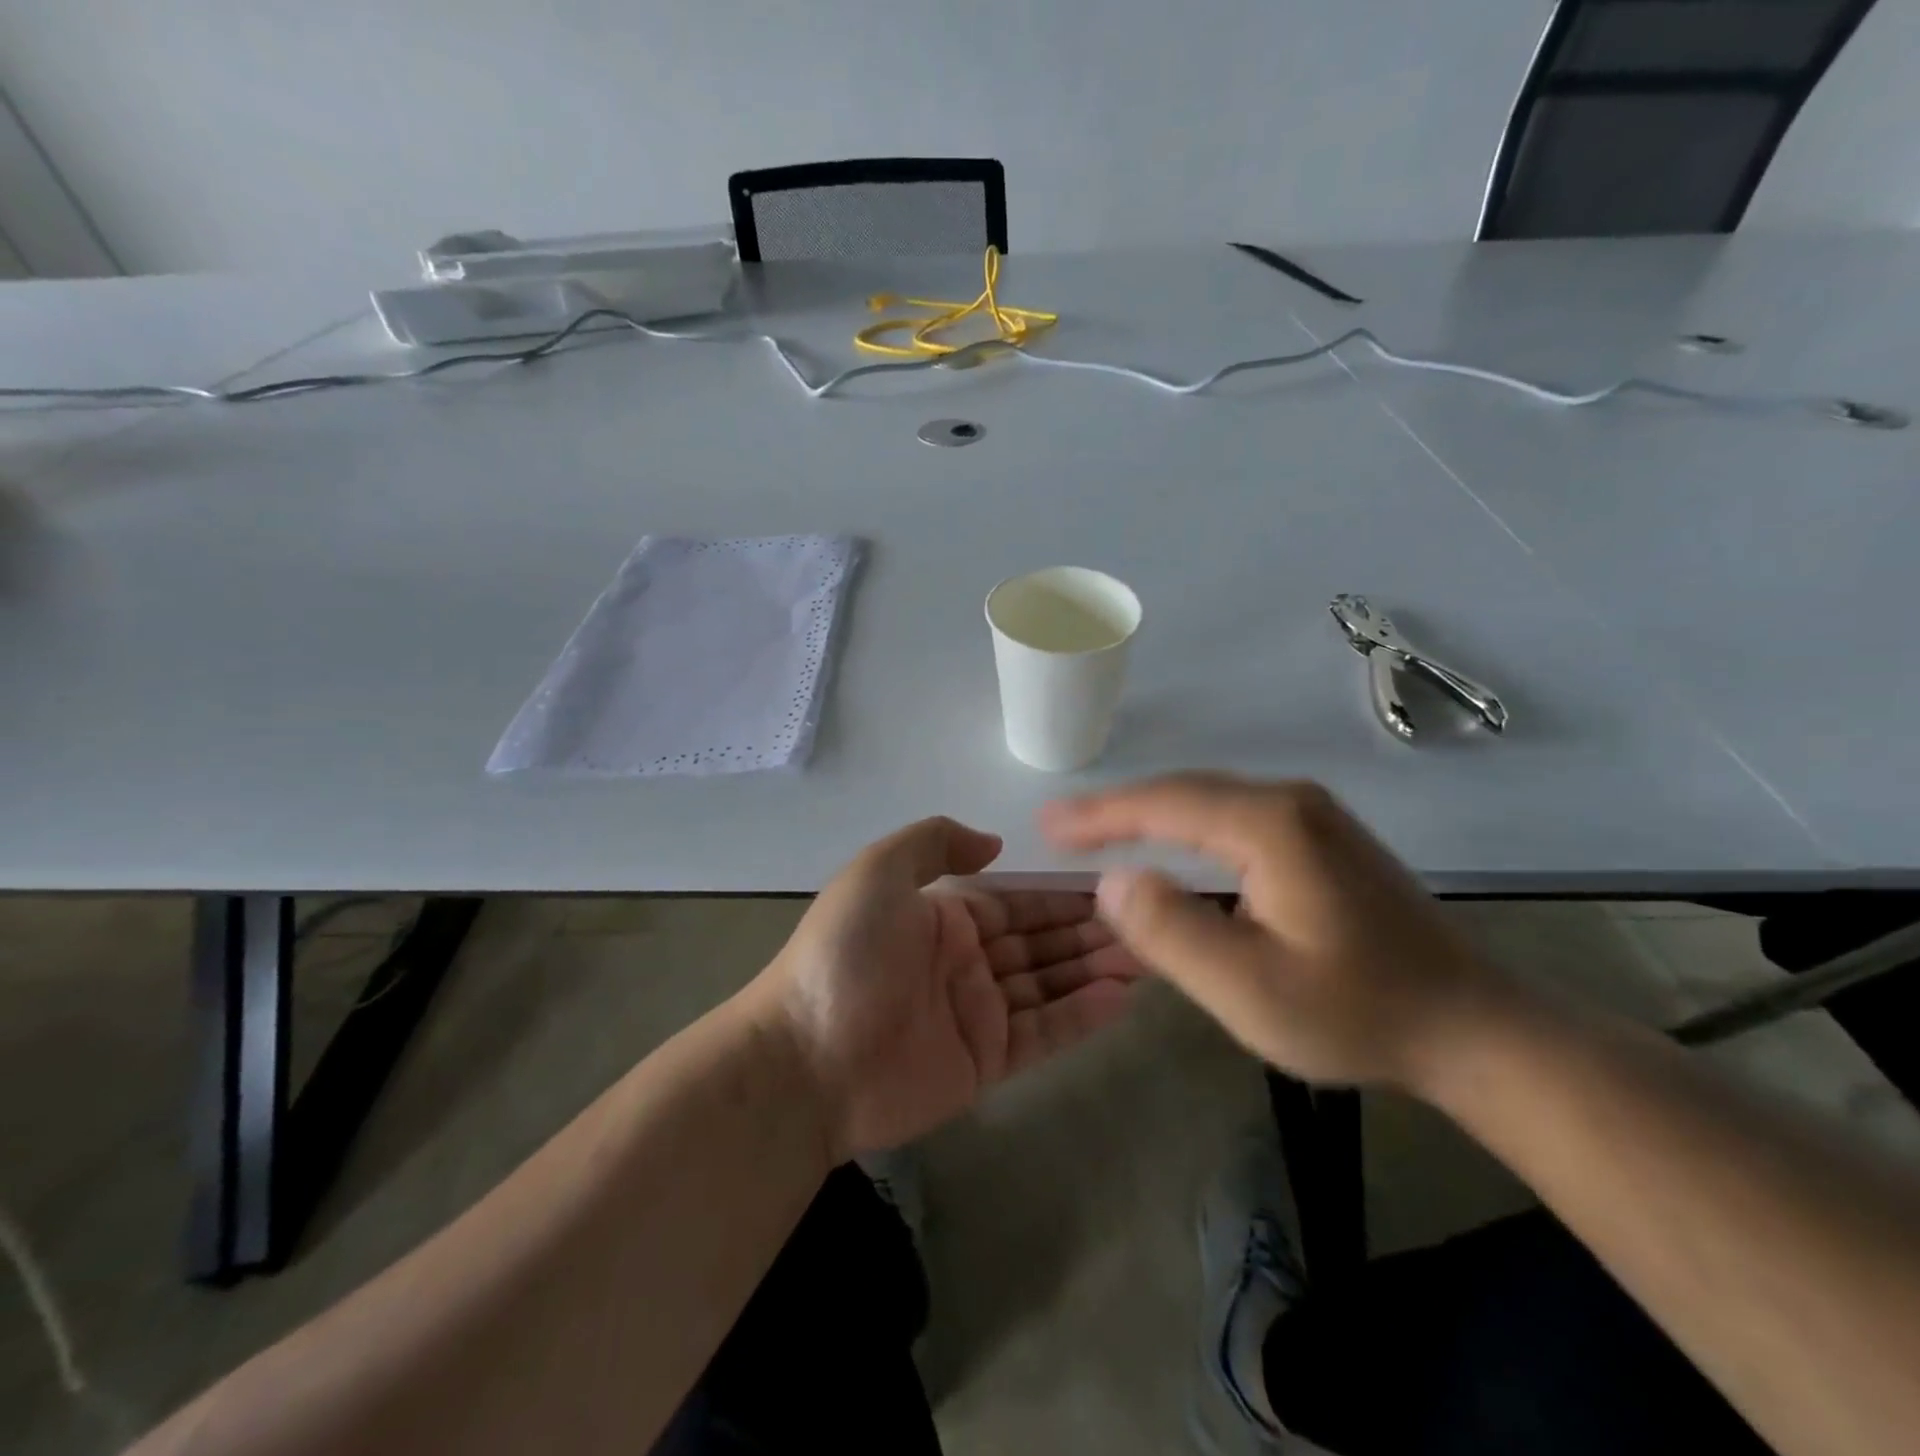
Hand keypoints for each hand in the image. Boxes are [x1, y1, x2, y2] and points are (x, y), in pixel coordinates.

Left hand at [748, 817, 1145, 1161]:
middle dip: (1091, 931)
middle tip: (1151, 922)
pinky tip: (1123, 997)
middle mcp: (966, 961)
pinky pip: (1044, 1032)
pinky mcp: (986, 1062)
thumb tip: (995, 845)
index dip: (1062, 894)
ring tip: (1150, 955)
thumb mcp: (877, 873)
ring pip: (1050, 984)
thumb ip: (934, 843)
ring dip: (1096, 969)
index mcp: (944, 917)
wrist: (805, 1059)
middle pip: (1041, 942)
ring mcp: (978, 1013)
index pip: (1017, 901)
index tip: (1115, 884)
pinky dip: (1083, 1015)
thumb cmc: (845, 956)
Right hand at [1041, 774, 1515, 1089]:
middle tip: (1060, 827)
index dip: (1100, 812)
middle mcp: (1289, 801)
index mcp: (1270, 825)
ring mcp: (1311, 814)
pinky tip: (1167, 844)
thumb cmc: (1356, 1012)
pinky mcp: (1321, 835)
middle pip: (1183, 792)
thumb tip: (1112, 881)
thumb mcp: (1250, 990)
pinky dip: (1185, 826)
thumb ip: (1171, 932)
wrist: (1472, 1026)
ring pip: (1208, 801)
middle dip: (1117, 809)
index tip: (1047, 824)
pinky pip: (1233, 816)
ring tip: (1097, 832)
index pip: (1163, 802)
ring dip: (1149, 815)